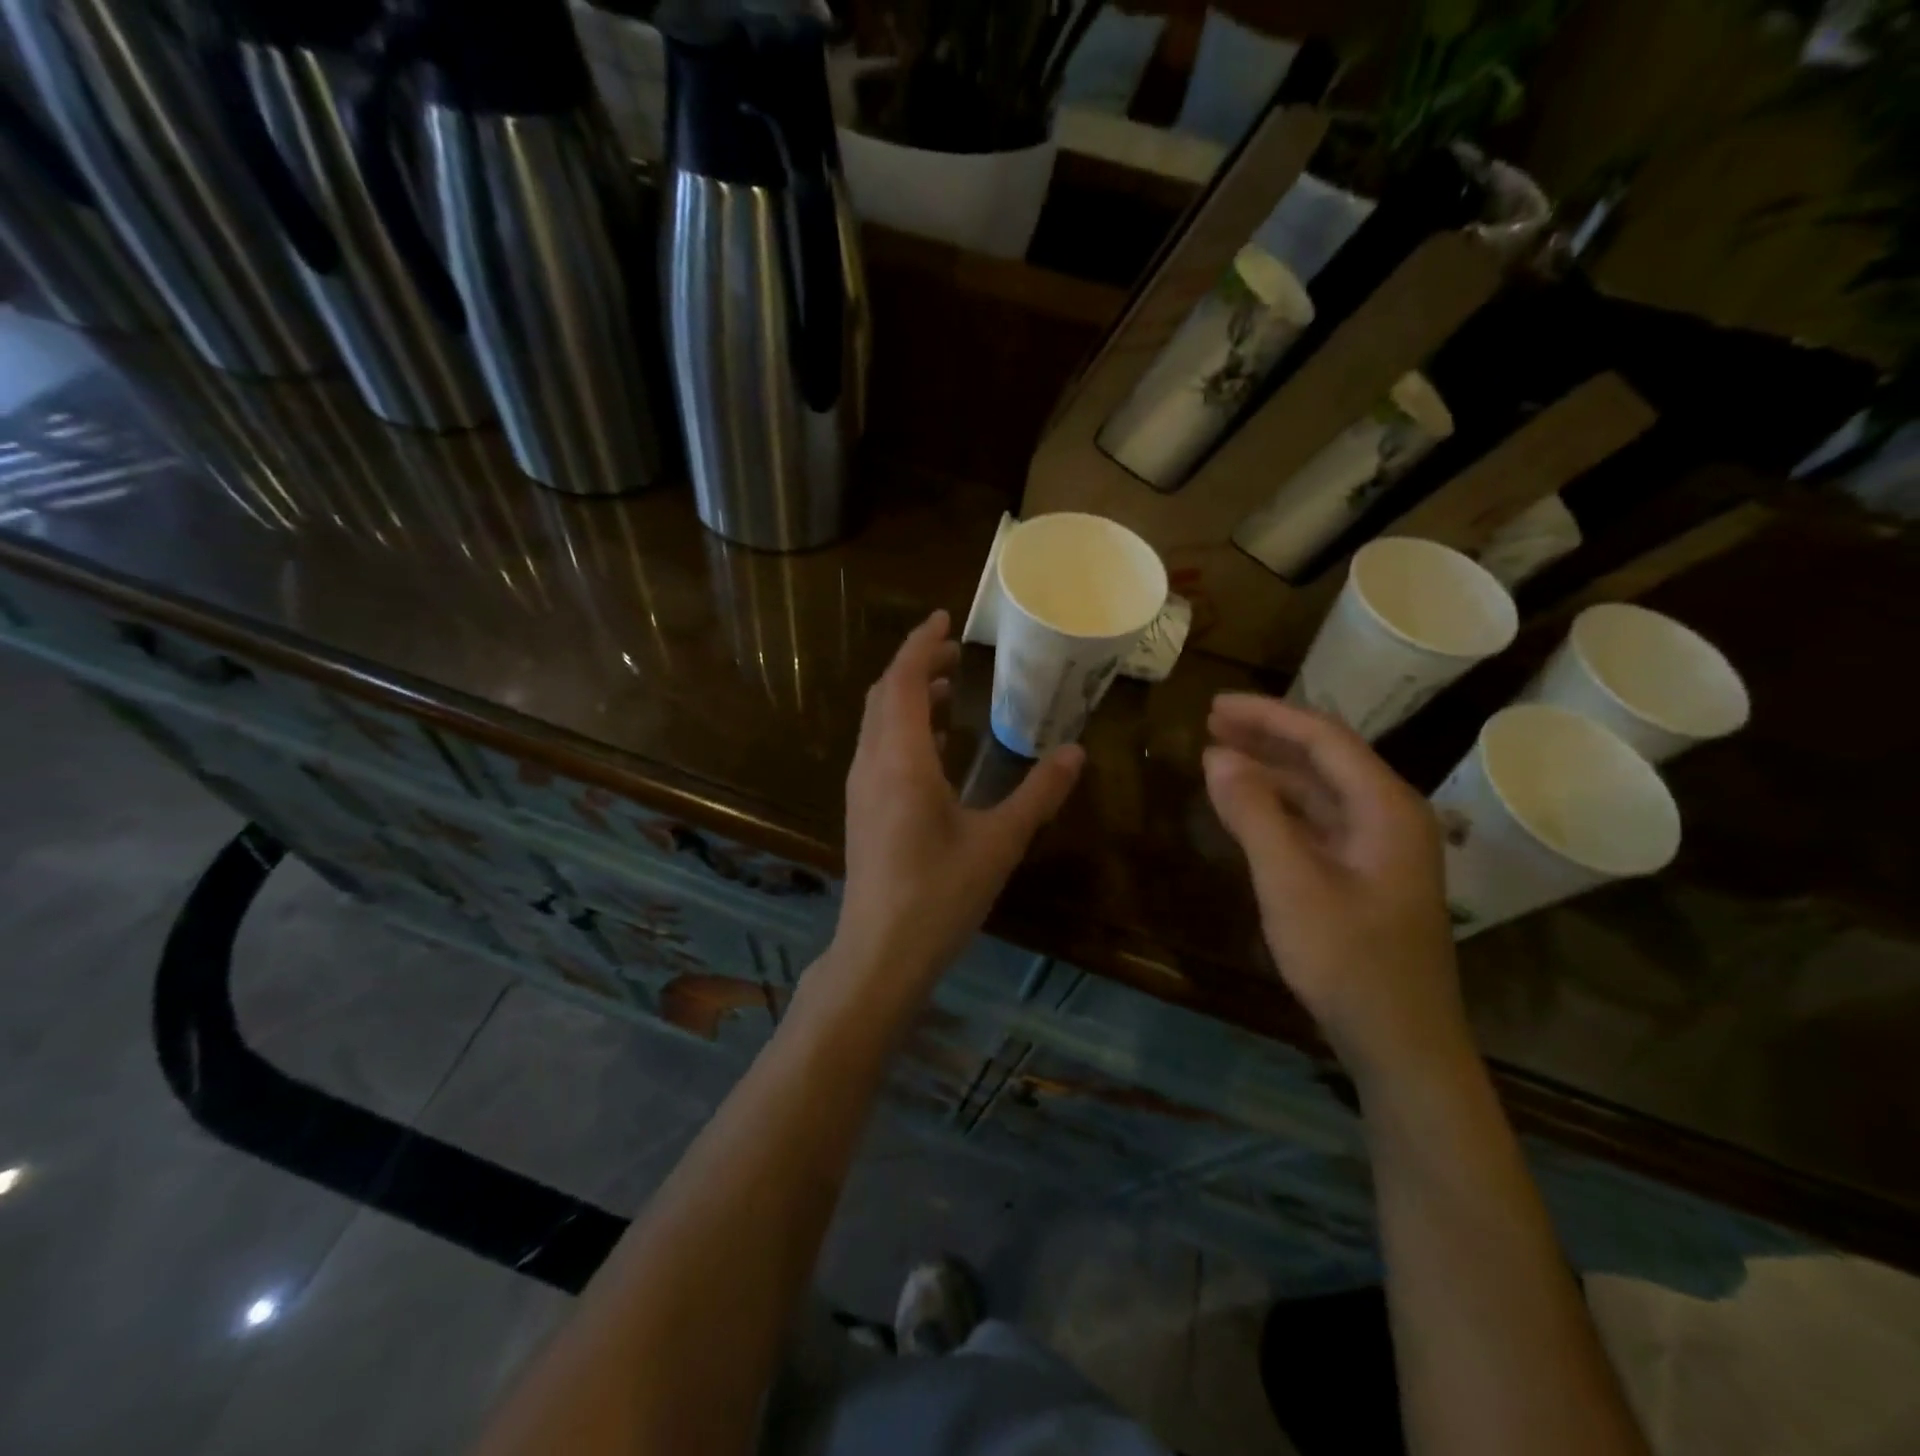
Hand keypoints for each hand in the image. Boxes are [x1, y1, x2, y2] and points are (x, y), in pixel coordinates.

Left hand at [833, 610, 1084, 992]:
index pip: (903, 680)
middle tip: (957, 653)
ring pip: (878, 722)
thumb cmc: (939, 895)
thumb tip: (1076, 753)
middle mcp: (873, 763)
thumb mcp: (999, 842)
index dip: (921, 644)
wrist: (880, 953)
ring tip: (952, 689)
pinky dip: (904, 729)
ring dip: (908, 697)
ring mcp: (862, 788)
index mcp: (902, 759)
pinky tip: (937, 746)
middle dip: (917, 665)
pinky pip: (878, 748)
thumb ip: (1038, 794)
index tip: (946, 619)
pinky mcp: (862, 810)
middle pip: (885, 694)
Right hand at [1203, 692, 1468, 1086]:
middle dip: (1267, 736)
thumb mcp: (1291, 884)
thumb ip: (1255, 814)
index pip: (1323, 737)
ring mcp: (1379, 847)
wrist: (1400, 1043)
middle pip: (1324, 757)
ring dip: (1270, 770)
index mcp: (1386, 807)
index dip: (1267, 715)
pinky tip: (1246, 807)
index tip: (1214, 705)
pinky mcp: (1364, 874)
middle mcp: (1390, 816)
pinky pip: (1317, 822)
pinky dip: (1279, 807)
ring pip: (1319, 790)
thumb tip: (1217, 756)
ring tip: (1218, 757)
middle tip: (1209, 722)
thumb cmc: (1349, 961)